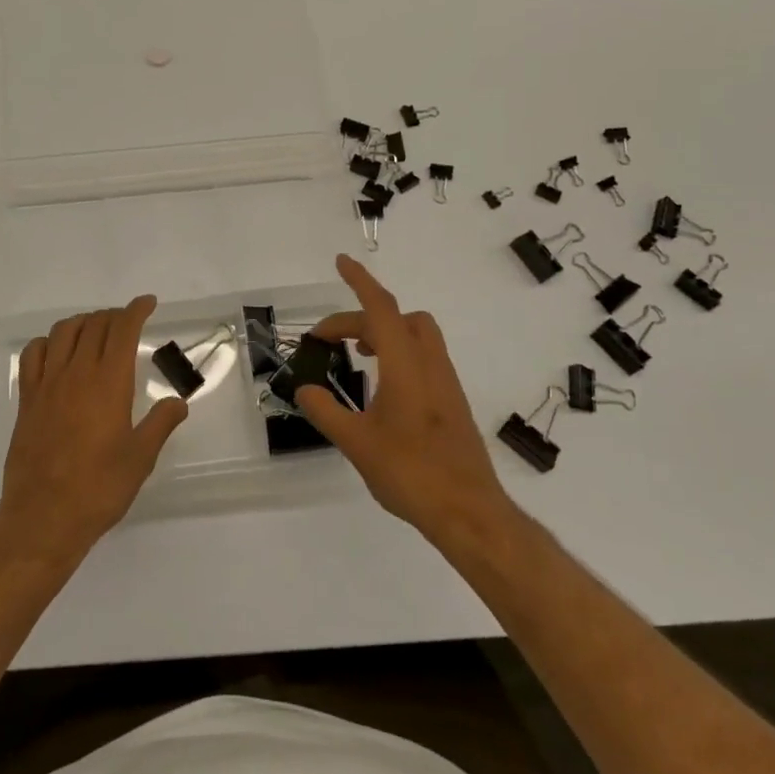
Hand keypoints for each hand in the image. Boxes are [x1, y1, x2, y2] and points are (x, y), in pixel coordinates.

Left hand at [0, 296, 187, 560]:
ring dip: (83, 322)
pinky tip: (56, 351)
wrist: (43, 517)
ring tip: (95, 330)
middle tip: (127, 322)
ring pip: (63, 332)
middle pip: (94, 324)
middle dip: (113, 315)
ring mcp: (48, 383)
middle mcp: (77, 373)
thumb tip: (178, 402)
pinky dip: (47, 342)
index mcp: (109, 382)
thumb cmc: (99, 488)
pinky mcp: (27, 399)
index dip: (136, 310)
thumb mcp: (141, 458)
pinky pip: (33, 354)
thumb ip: (160, 424)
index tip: (148, 303)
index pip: (122, 329)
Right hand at [296, 255, 520, 550]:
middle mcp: (429, 363)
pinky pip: (423, 355)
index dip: (359, 280)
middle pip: (396, 317)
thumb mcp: (356, 443)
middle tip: (328, 340)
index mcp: (405, 365)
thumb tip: (305, 389)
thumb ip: (326, 411)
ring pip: (416, 333)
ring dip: (383, 331)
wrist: (469, 511)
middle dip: (360, 317)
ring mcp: (445, 381)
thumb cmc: (411, 473)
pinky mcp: (452, 399)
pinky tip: (381, 385)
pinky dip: (398, 351)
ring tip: (357, 353)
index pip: (379, 308)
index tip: (341, 261)